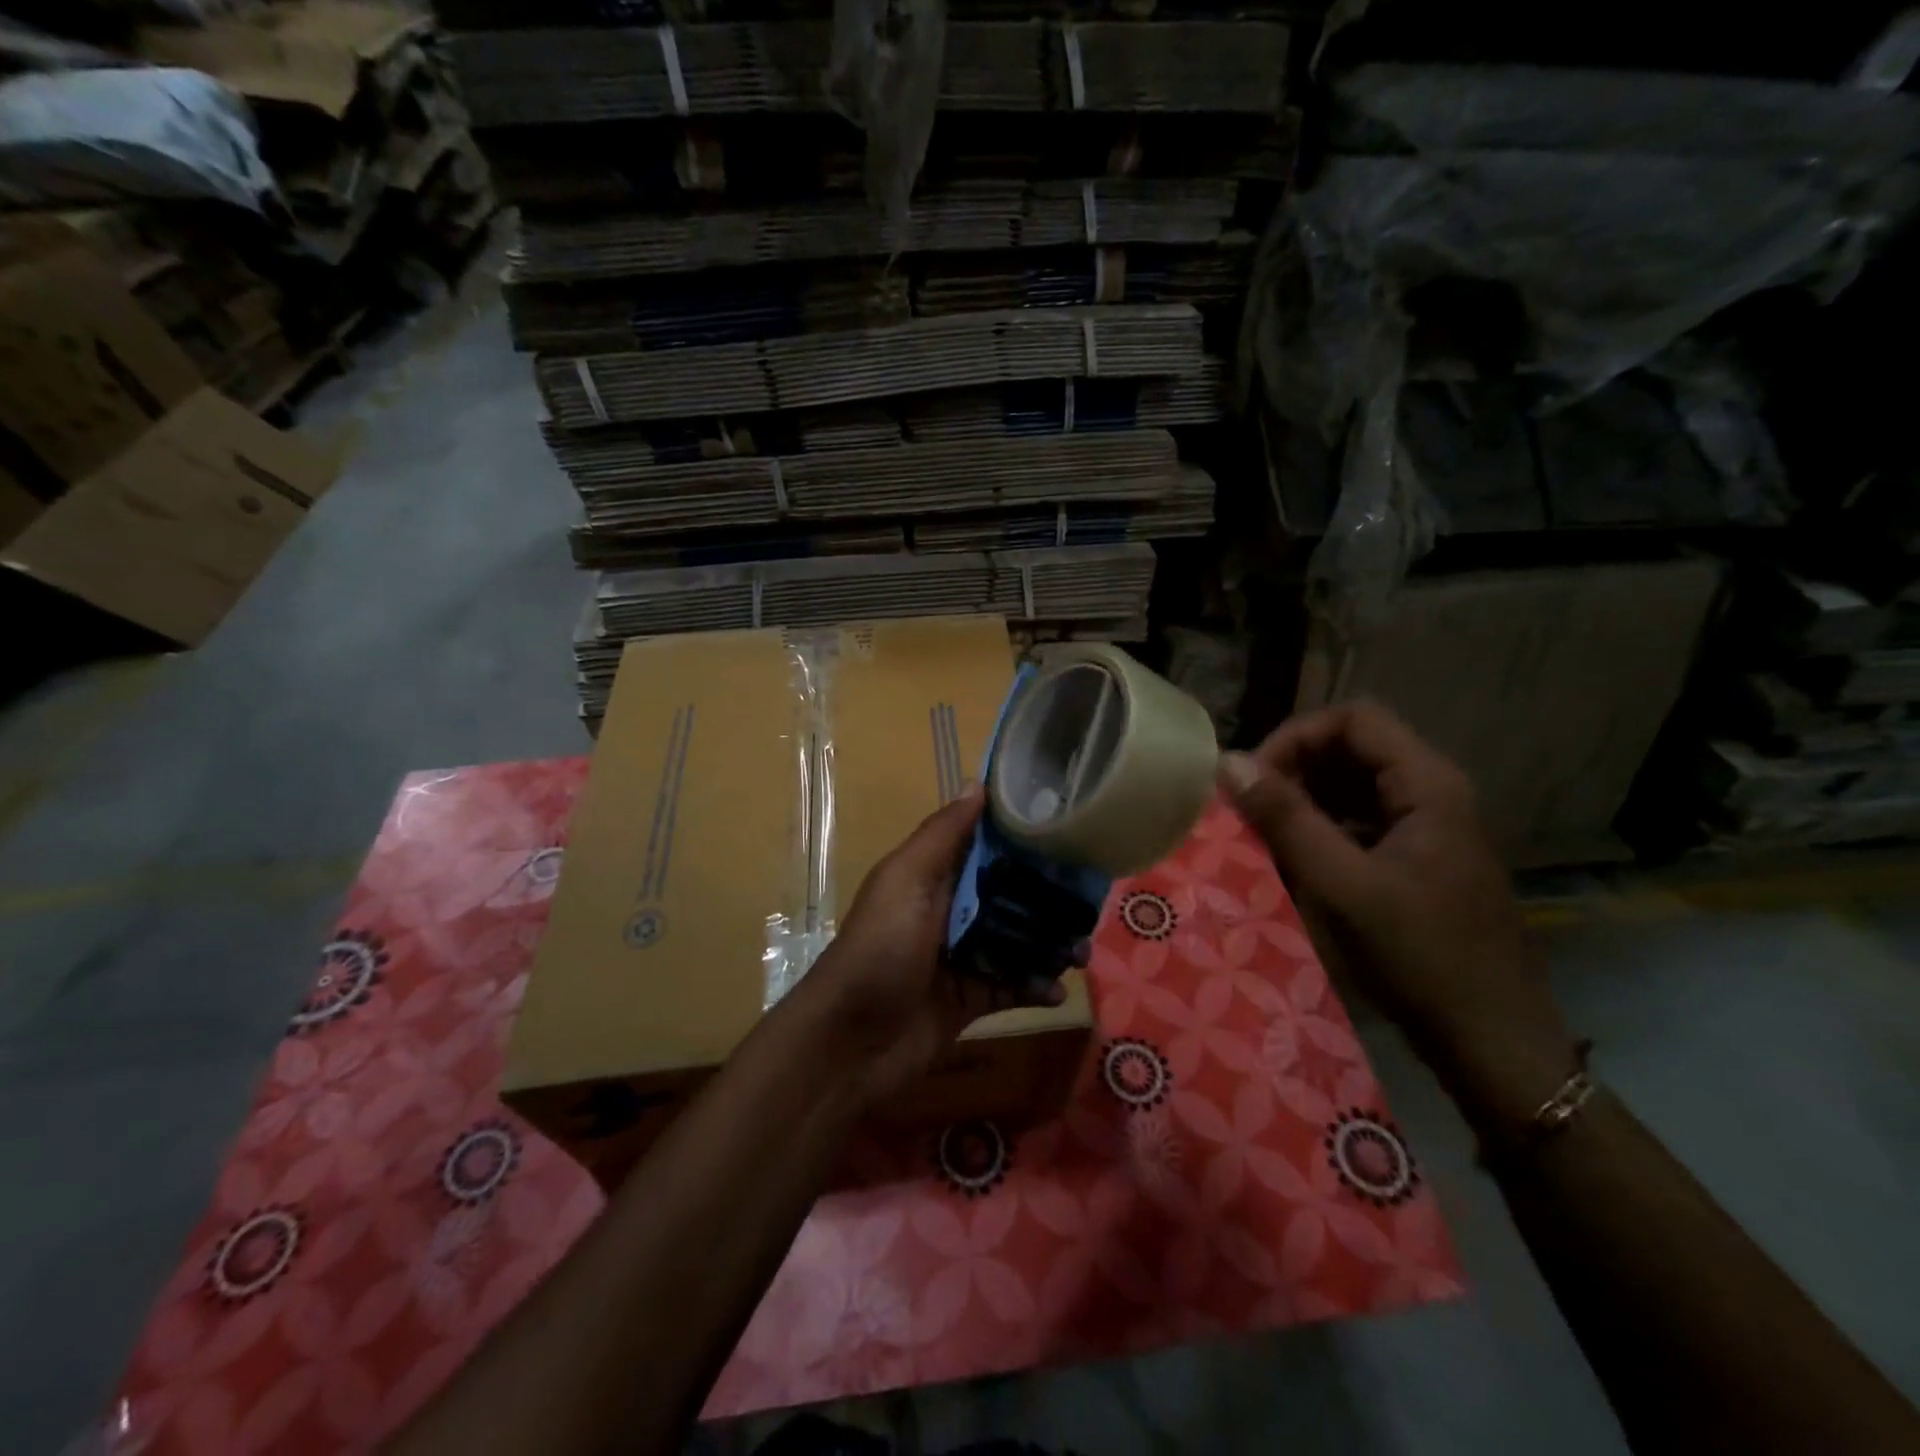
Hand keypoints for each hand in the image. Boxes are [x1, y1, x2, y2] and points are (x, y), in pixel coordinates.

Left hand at [790, 786, 1067, 1109]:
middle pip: (1008, 895)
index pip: (984, 846)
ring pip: (1016, 941)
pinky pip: (1011, 987)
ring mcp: (960, 957)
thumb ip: (942, 835)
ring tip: (1083, 952)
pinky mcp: (969, 1000)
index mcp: (932, 877)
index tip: (1068, 830)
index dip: (1022, 838)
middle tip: (1092, 900)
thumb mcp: (905, 881)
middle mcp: (948, 911)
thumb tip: (977, 782)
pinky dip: (1035, 987)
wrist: (849, 1044)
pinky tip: (1058, 991)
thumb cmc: (879, 950)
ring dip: (1050, 945)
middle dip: (1047, 897)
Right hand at [1218, 701, 1576, 1105]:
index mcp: (1427, 786)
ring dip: (1303, 800)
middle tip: (1250, 809)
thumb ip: (1286, 819)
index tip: (1254, 779)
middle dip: (1294, 769)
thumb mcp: (1343, 885)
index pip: (1353, 720)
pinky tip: (1294, 861)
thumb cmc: (1422, 958)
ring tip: (1263, 834)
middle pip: (1352, 748)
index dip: (1296, 737)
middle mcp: (1432, 794)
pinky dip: (1321, 829)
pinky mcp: (1418, 860)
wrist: (1494, 1042)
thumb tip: (1229, 763)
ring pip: (1353, 786)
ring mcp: (1427, 828)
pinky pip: (1360, 822)